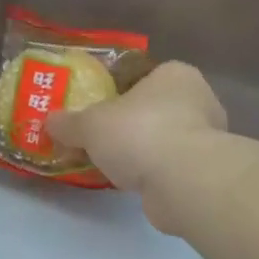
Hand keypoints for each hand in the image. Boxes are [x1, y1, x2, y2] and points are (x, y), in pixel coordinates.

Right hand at [48, 62, 225, 224]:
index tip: (98, 111)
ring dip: (142, 151)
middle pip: (154, 109)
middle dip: (129, 124)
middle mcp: (198, 99)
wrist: (183, 181)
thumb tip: (50, 122)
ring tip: (111, 165)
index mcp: (175, 74)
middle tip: (100, 139)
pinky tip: (131, 183)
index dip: (118, 92)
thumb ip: (69, 122)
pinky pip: (171, 166)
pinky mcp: (207, 172)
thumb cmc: (139, 133)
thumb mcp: (90, 124)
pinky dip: (153, 173)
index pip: (144, 77)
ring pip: (164, 139)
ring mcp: (208, 138)